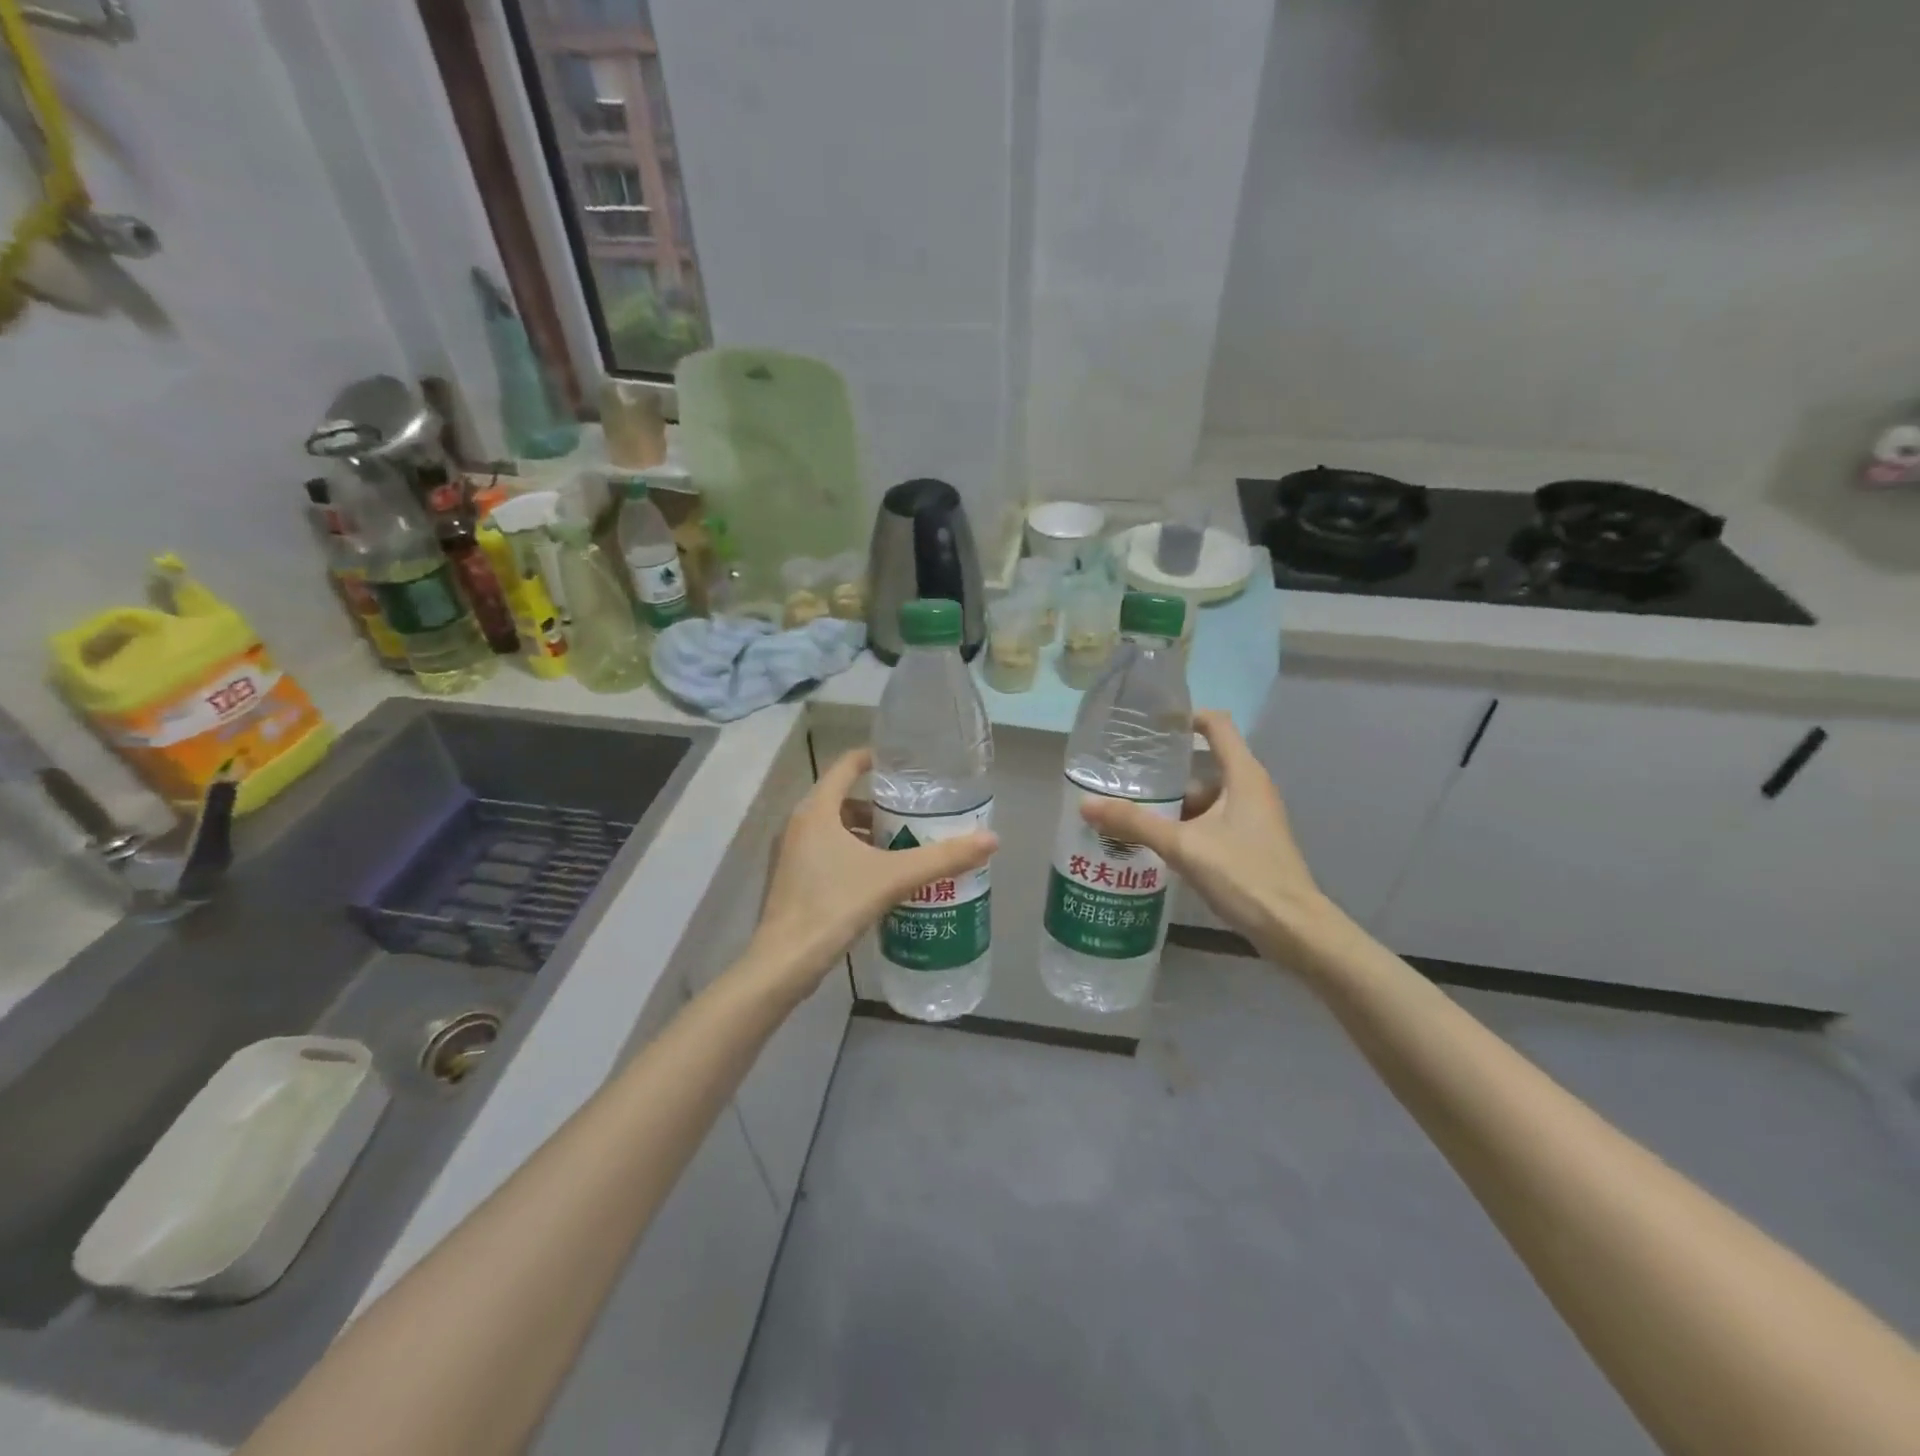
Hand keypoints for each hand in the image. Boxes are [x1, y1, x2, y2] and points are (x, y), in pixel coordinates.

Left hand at [747, 748, 997, 995]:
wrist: (784, 963)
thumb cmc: (834, 906)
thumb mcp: (894, 878)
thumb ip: (942, 858)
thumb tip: (992, 839)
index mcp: (816, 810)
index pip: (846, 766)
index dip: (875, 759)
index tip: (905, 767)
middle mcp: (798, 824)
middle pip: (843, 800)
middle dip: (878, 806)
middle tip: (914, 815)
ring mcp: (790, 853)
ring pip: (834, 828)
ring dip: (866, 833)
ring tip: (902, 848)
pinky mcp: (791, 879)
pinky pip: (826, 852)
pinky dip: (852, 854)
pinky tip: (878, 878)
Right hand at [1081, 711, 1335, 960]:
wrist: (1291, 928)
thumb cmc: (1244, 874)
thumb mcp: (1183, 846)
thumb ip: (1135, 824)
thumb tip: (1085, 805)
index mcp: (1243, 775)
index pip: (1216, 725)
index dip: (1186, 717)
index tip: (1150, 725)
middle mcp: (1251, 789)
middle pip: (1203, 766)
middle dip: (1165, 773)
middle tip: (1125, 778)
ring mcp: (1252, 818)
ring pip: (1205, 799)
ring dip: (1172, 805)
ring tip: (1131, 813)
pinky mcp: (1249, 843)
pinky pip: (1211, 822)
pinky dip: (1185, 826)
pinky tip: (1156, 843)